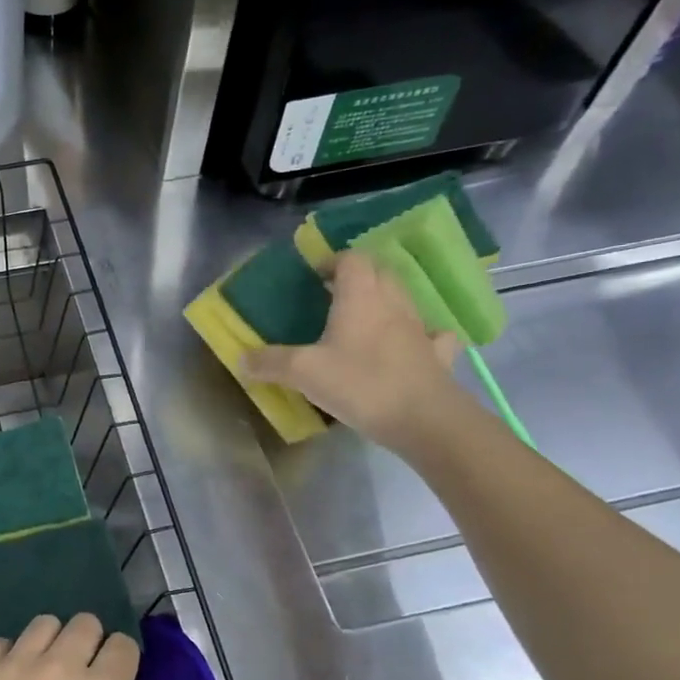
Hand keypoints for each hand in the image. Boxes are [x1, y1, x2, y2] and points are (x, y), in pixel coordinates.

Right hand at [241, 249, 466, 450]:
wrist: (425, 420)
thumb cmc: (361, 384)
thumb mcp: (303, 373)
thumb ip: (270, 362)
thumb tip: (242, 358)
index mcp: (361, 297)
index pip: (352, 259)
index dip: (333, 261)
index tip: (314, 276)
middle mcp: (393, 303)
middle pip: (380, 272)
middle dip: (358, 276)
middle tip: (333, 295)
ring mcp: (420, 328)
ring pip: (404, 299)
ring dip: (384, 301)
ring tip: (362, 319)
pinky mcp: (437, 355)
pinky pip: (432, 334)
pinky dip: (420, 333)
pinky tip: (409, 344)